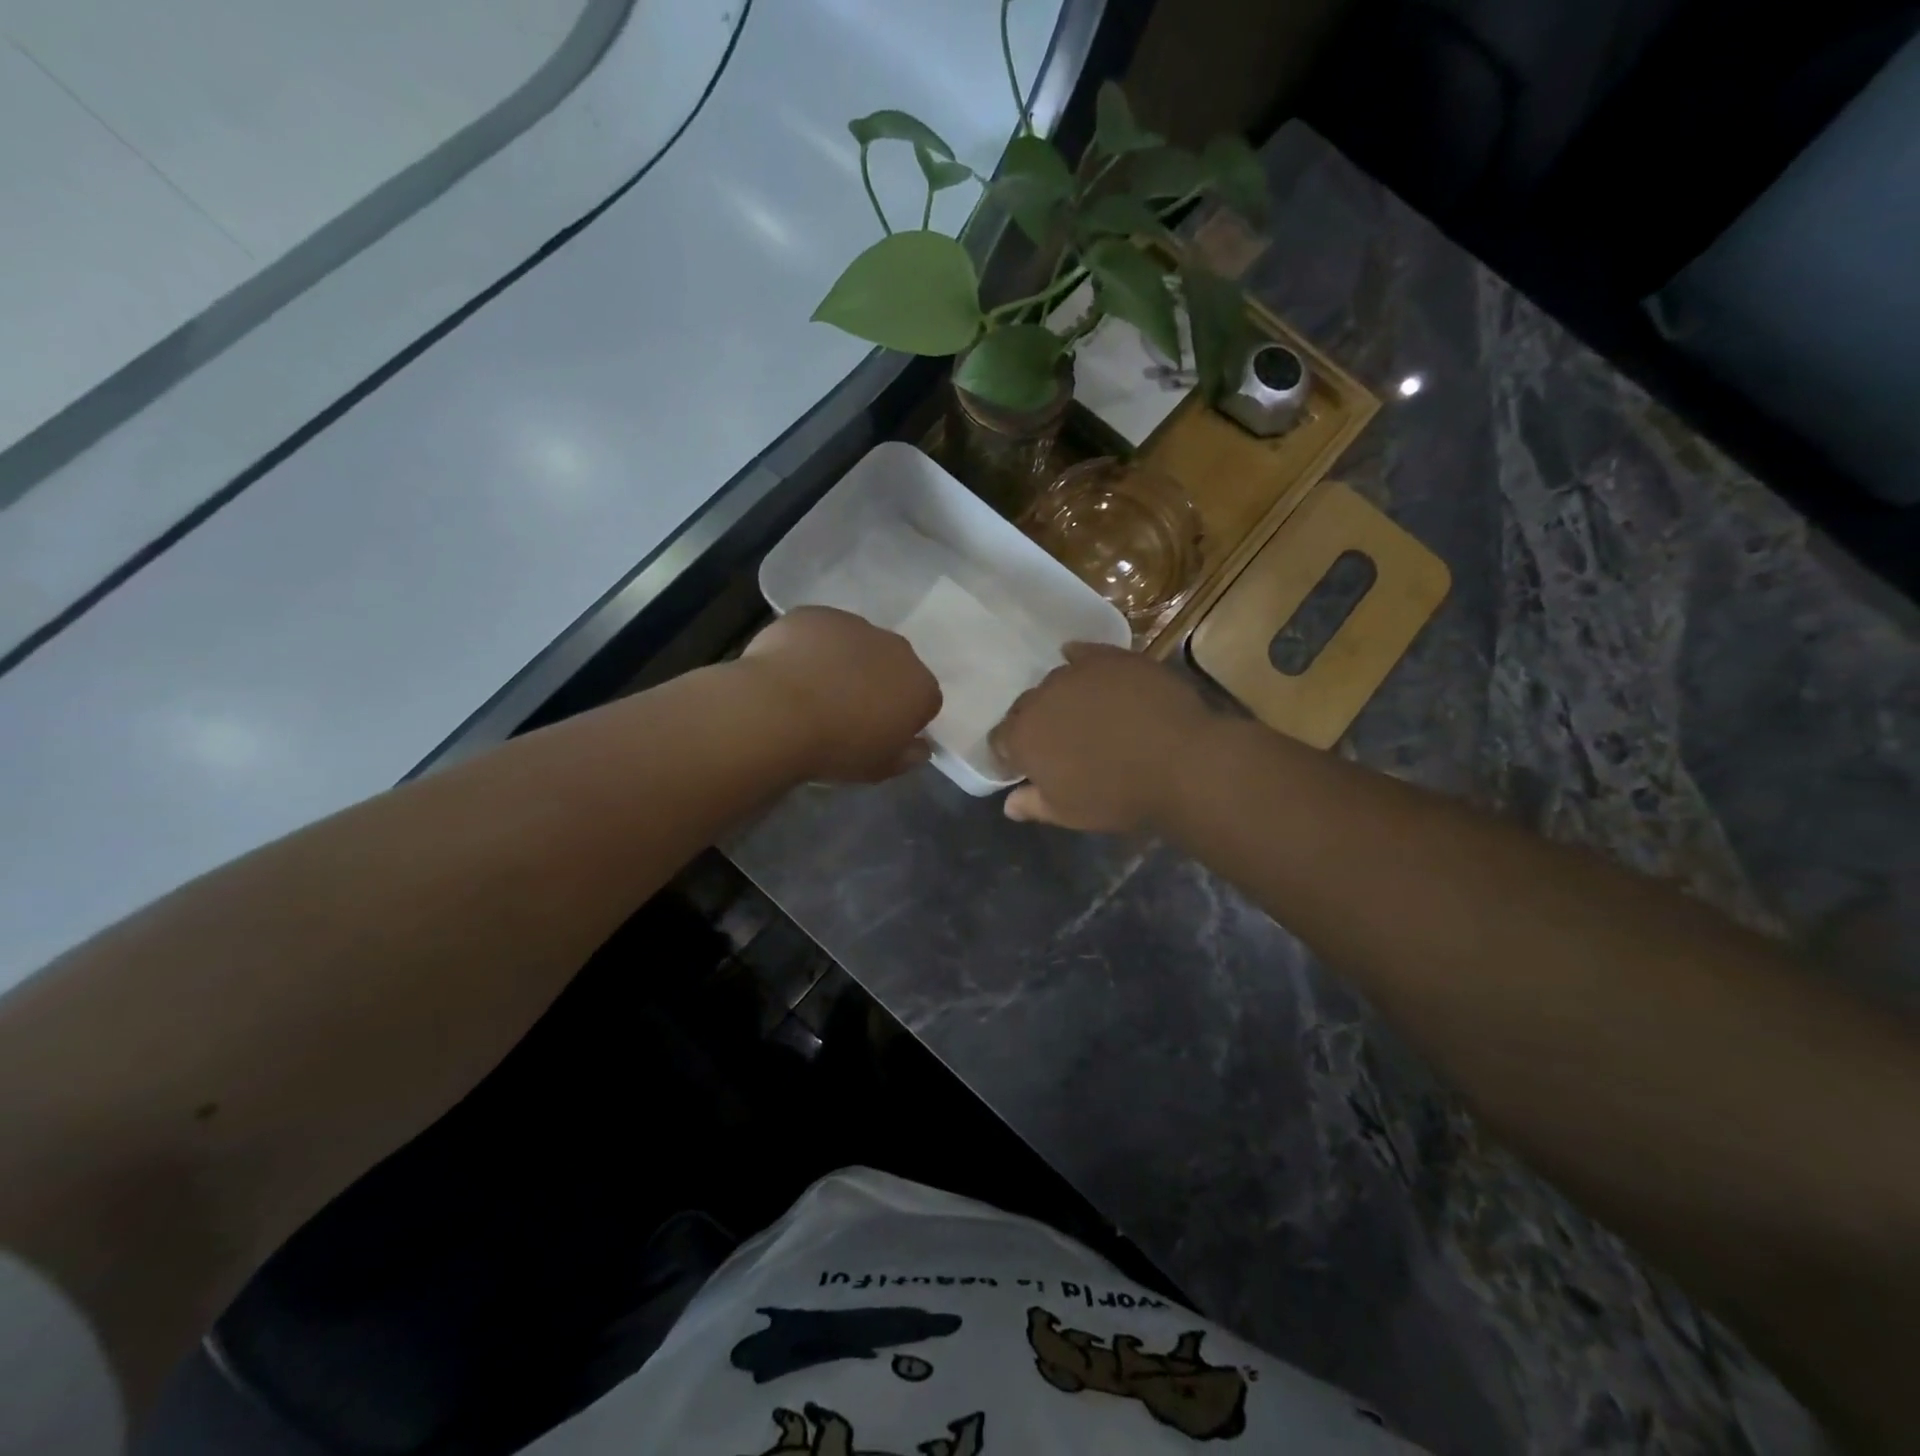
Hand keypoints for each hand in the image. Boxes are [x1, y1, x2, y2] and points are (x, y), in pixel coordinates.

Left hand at [738, 607, 941, 781]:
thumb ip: (908, 756)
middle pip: (894, 666)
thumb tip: (921, 747)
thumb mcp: (880, 768)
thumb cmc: (836, 748)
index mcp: (919, 687)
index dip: (904, 718)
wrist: (777, 712)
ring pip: (858, 644)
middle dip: (878, 683)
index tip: (880, 733)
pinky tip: (790, 671)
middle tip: (847, 711)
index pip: (925, 701)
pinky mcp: (817, 614)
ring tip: (813, 691)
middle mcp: (897, 649)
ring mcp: (856, 625)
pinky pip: (821, 631)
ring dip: (845, 662)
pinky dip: (812, 647)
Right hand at [988, 643, 1215, 831]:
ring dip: (1062, 698)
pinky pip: (1084, 654)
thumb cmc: (1119, 796)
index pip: (1000, 740)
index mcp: (1023, 737)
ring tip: (1087, 714)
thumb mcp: (1069, 813)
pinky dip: (1081, 663)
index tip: (1027, 768)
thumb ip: (1033, 804)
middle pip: (1026, 708)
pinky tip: (1091, 673)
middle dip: (1036, 724)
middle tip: (1061, 744)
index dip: (1011, 755)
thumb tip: (1008, 803)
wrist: (1181, 763)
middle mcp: (1041, 698)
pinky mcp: (1109, 657)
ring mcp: (1076, 672)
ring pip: (1056, 682)